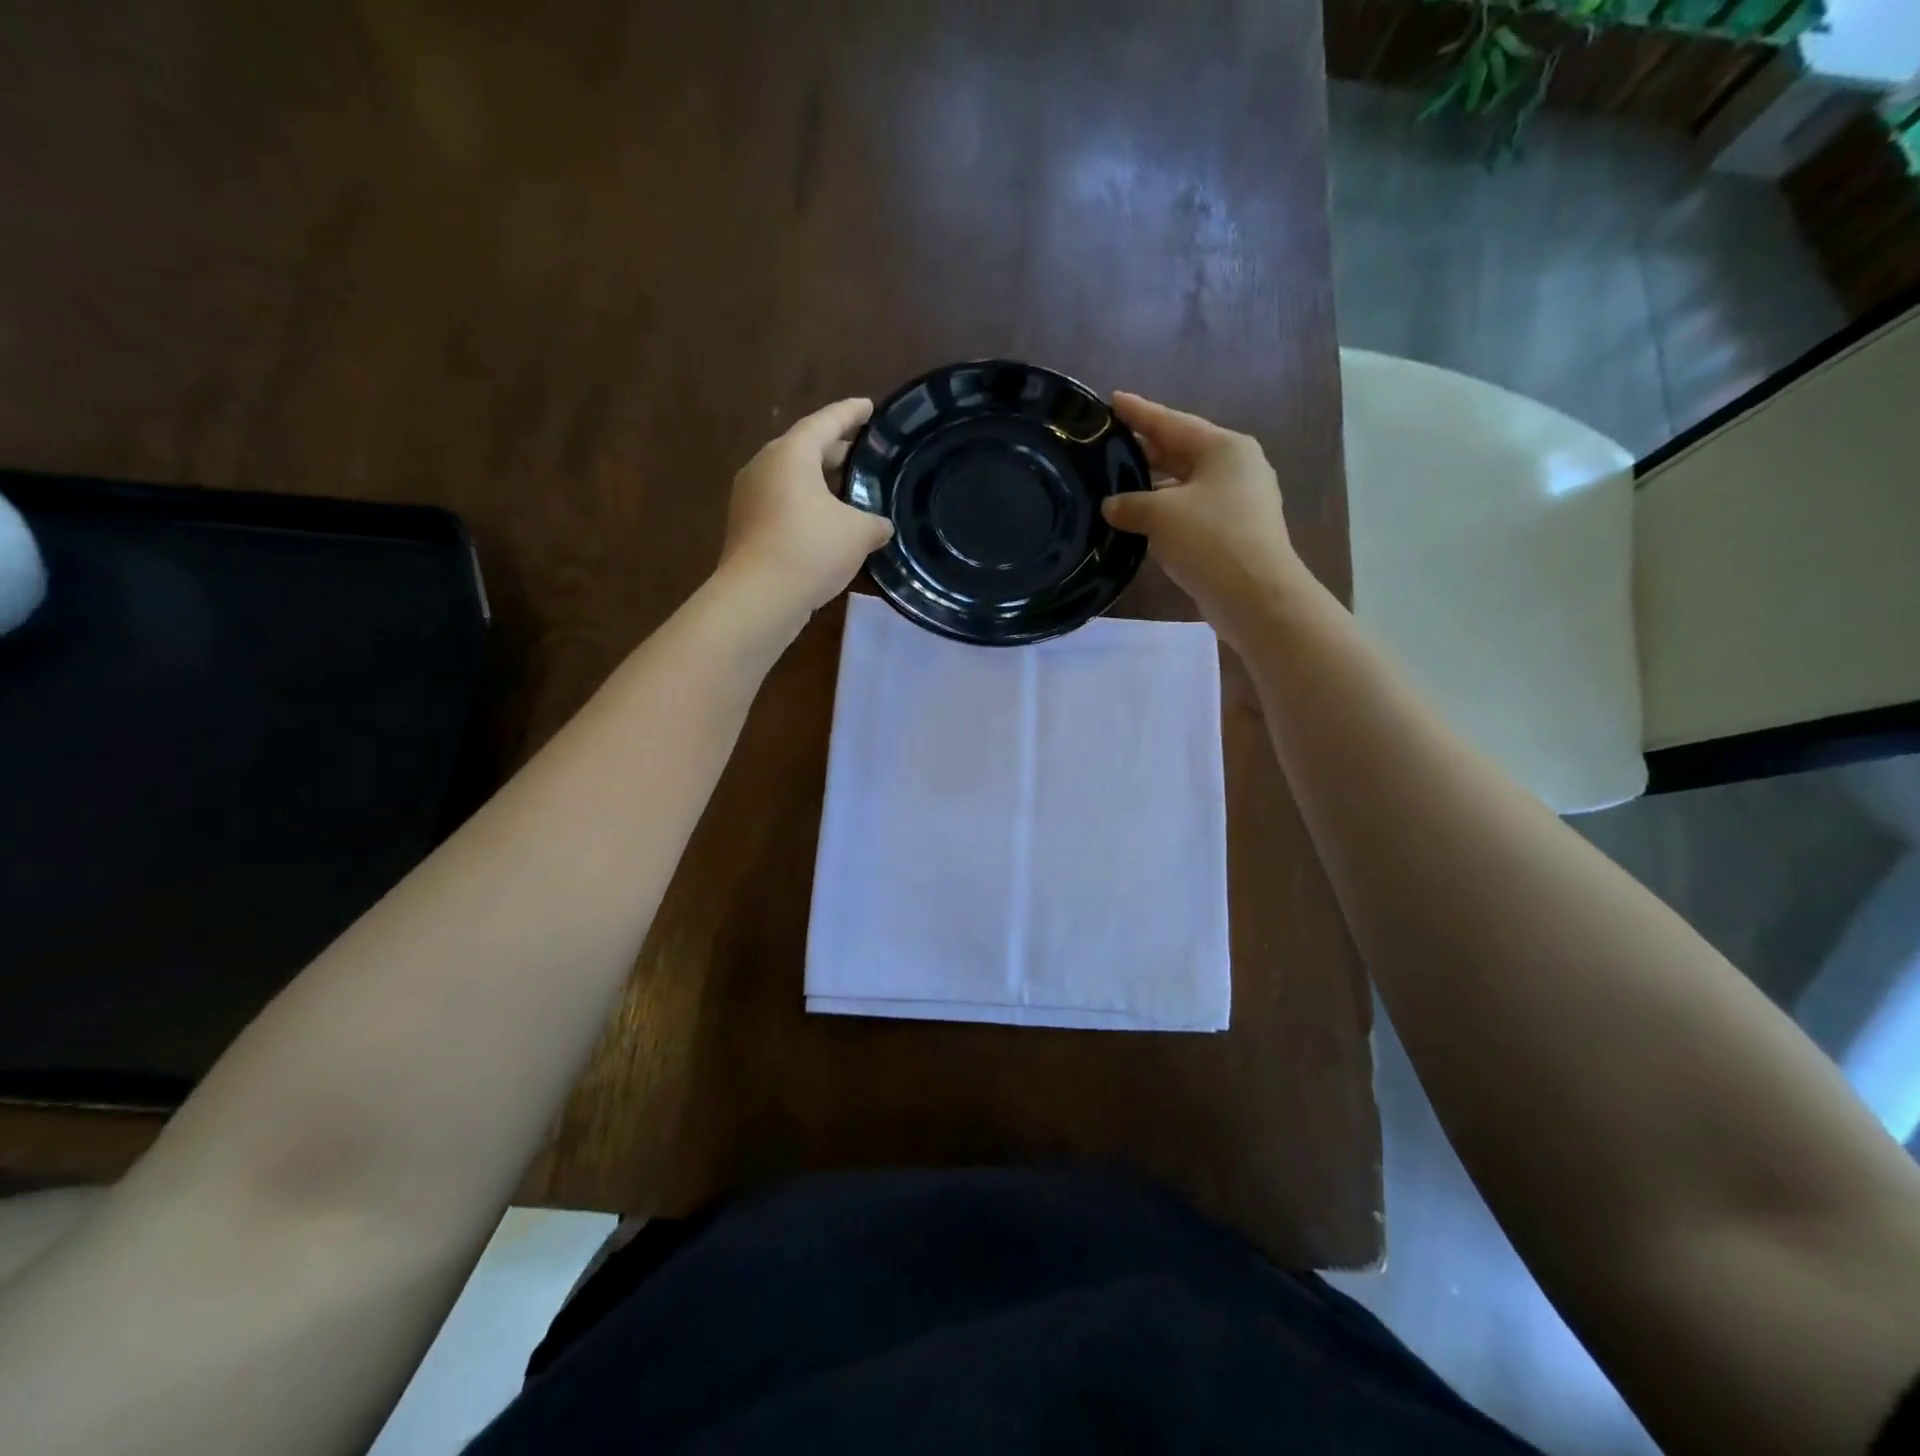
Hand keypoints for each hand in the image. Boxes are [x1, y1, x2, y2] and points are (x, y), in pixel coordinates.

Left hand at [718, 397, 893, 616]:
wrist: (758, 597)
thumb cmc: (810, 549)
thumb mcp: (858, 534)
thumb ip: (875, 522)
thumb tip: (881, 526)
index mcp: (791, 453)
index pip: (826, 422)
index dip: (851, 413)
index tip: (868, 407)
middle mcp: (765, 466)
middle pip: (805, 449)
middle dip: (836, 451)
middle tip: (864, 455)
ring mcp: (750, 496)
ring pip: (792, 478)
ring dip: (820, 482)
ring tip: (849, 492)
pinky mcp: (746, 525)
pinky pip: (782, 503)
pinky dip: (806, 506)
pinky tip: (828, 524)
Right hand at [1101, 392, 1310, 646]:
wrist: (1256, 596)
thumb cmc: (1210, 540)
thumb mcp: (1160, 515)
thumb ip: (1130, 503)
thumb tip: (1111, 505)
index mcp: (1225, 448)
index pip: (1172, 422)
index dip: (1139, 412)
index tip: (1111, 400)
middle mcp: (1236, 468)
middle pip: (1181, 452)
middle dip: (1145, 450)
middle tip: (1107, 445)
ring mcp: (1239, 502)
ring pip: (1185, 485)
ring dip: (1152, 487)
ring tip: (1116, 485)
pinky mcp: (1234, 534)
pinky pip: (1191, 513)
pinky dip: (1165, 513)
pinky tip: (1139, 521)